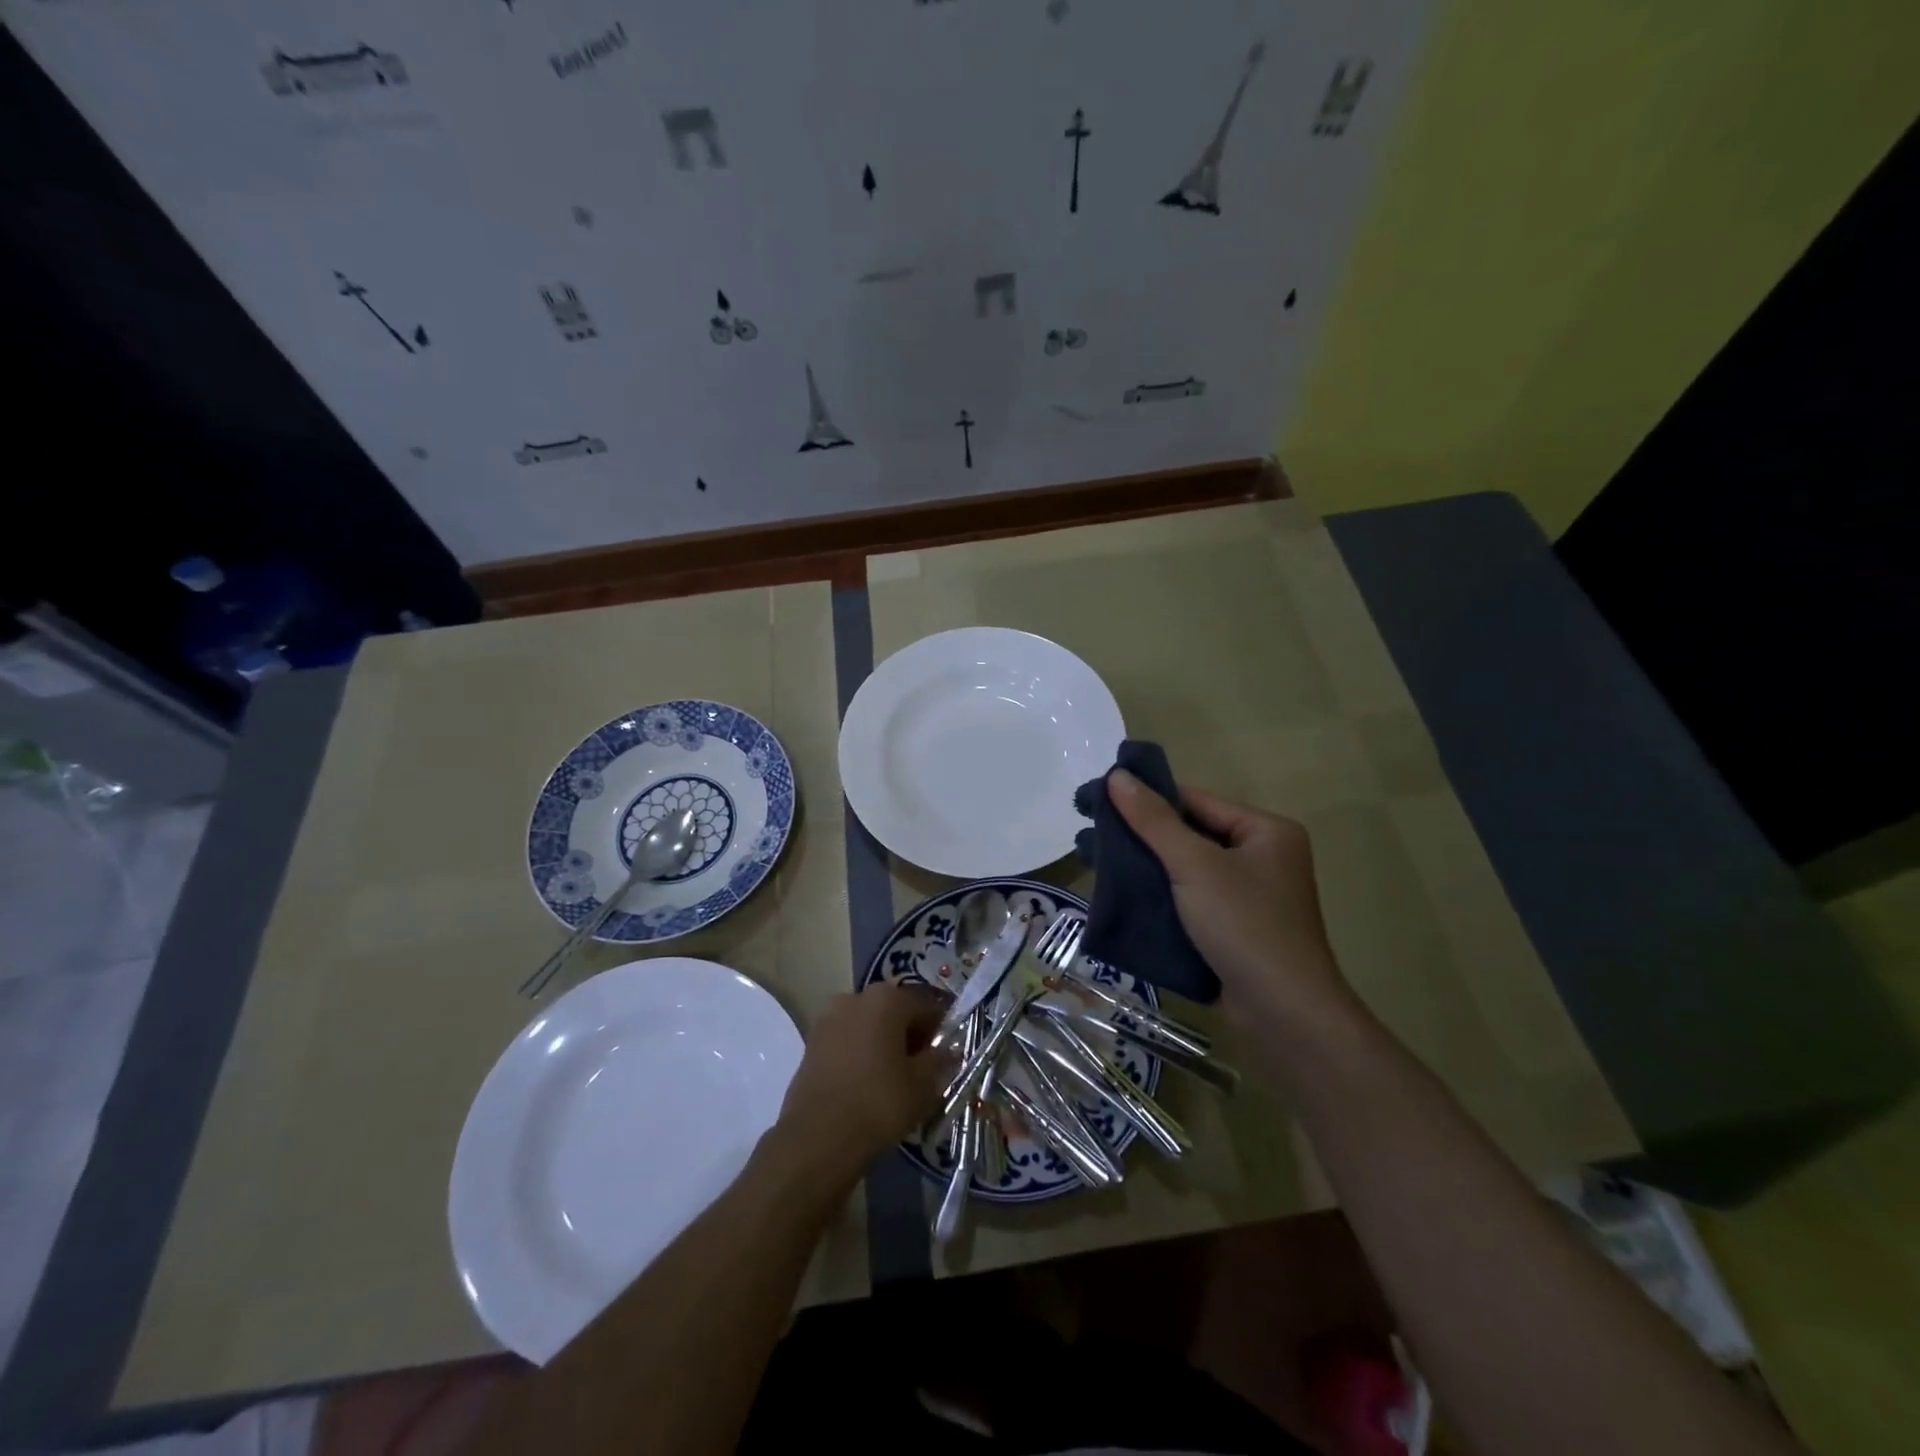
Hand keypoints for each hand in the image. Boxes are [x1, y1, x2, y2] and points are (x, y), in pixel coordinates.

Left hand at [773, 983, 956, 1183]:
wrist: (818, 1138)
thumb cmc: (879, 1102)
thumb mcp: (923, 1085)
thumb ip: (940, 1060)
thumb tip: (948, 1051)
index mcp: (887, 999)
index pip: (925, 1005)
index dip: (940, 1029)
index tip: (947, 1054)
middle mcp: (855, 997)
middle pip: (894, 1011)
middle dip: (910, 1035)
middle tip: (923, 1068)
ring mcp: (829, 1019)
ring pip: (869, 1025)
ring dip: (884, 1043)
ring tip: (894, 1078)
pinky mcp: (811, 1043)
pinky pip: (847, 1040)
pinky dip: (861, 1054)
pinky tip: (868, 1083)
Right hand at [1108, 770, 1357, 1039]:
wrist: (1284, 1014)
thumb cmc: (1244, 926)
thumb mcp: (1195, 865)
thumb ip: (1154, 820)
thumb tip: (1116, 775)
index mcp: (1265, 831)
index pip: (1195, 801)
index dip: (1146, 797)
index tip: (1098, 797)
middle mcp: (1261, 857)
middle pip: (1189, 833)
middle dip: (1139, 834)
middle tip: (1089, 831)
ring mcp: (1248, 895)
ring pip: (1184, 868)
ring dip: (1143, 865)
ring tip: (1092, 860)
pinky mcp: (1232, 928)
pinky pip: (1188, 898)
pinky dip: (1157, 894)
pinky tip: (1119, 893)